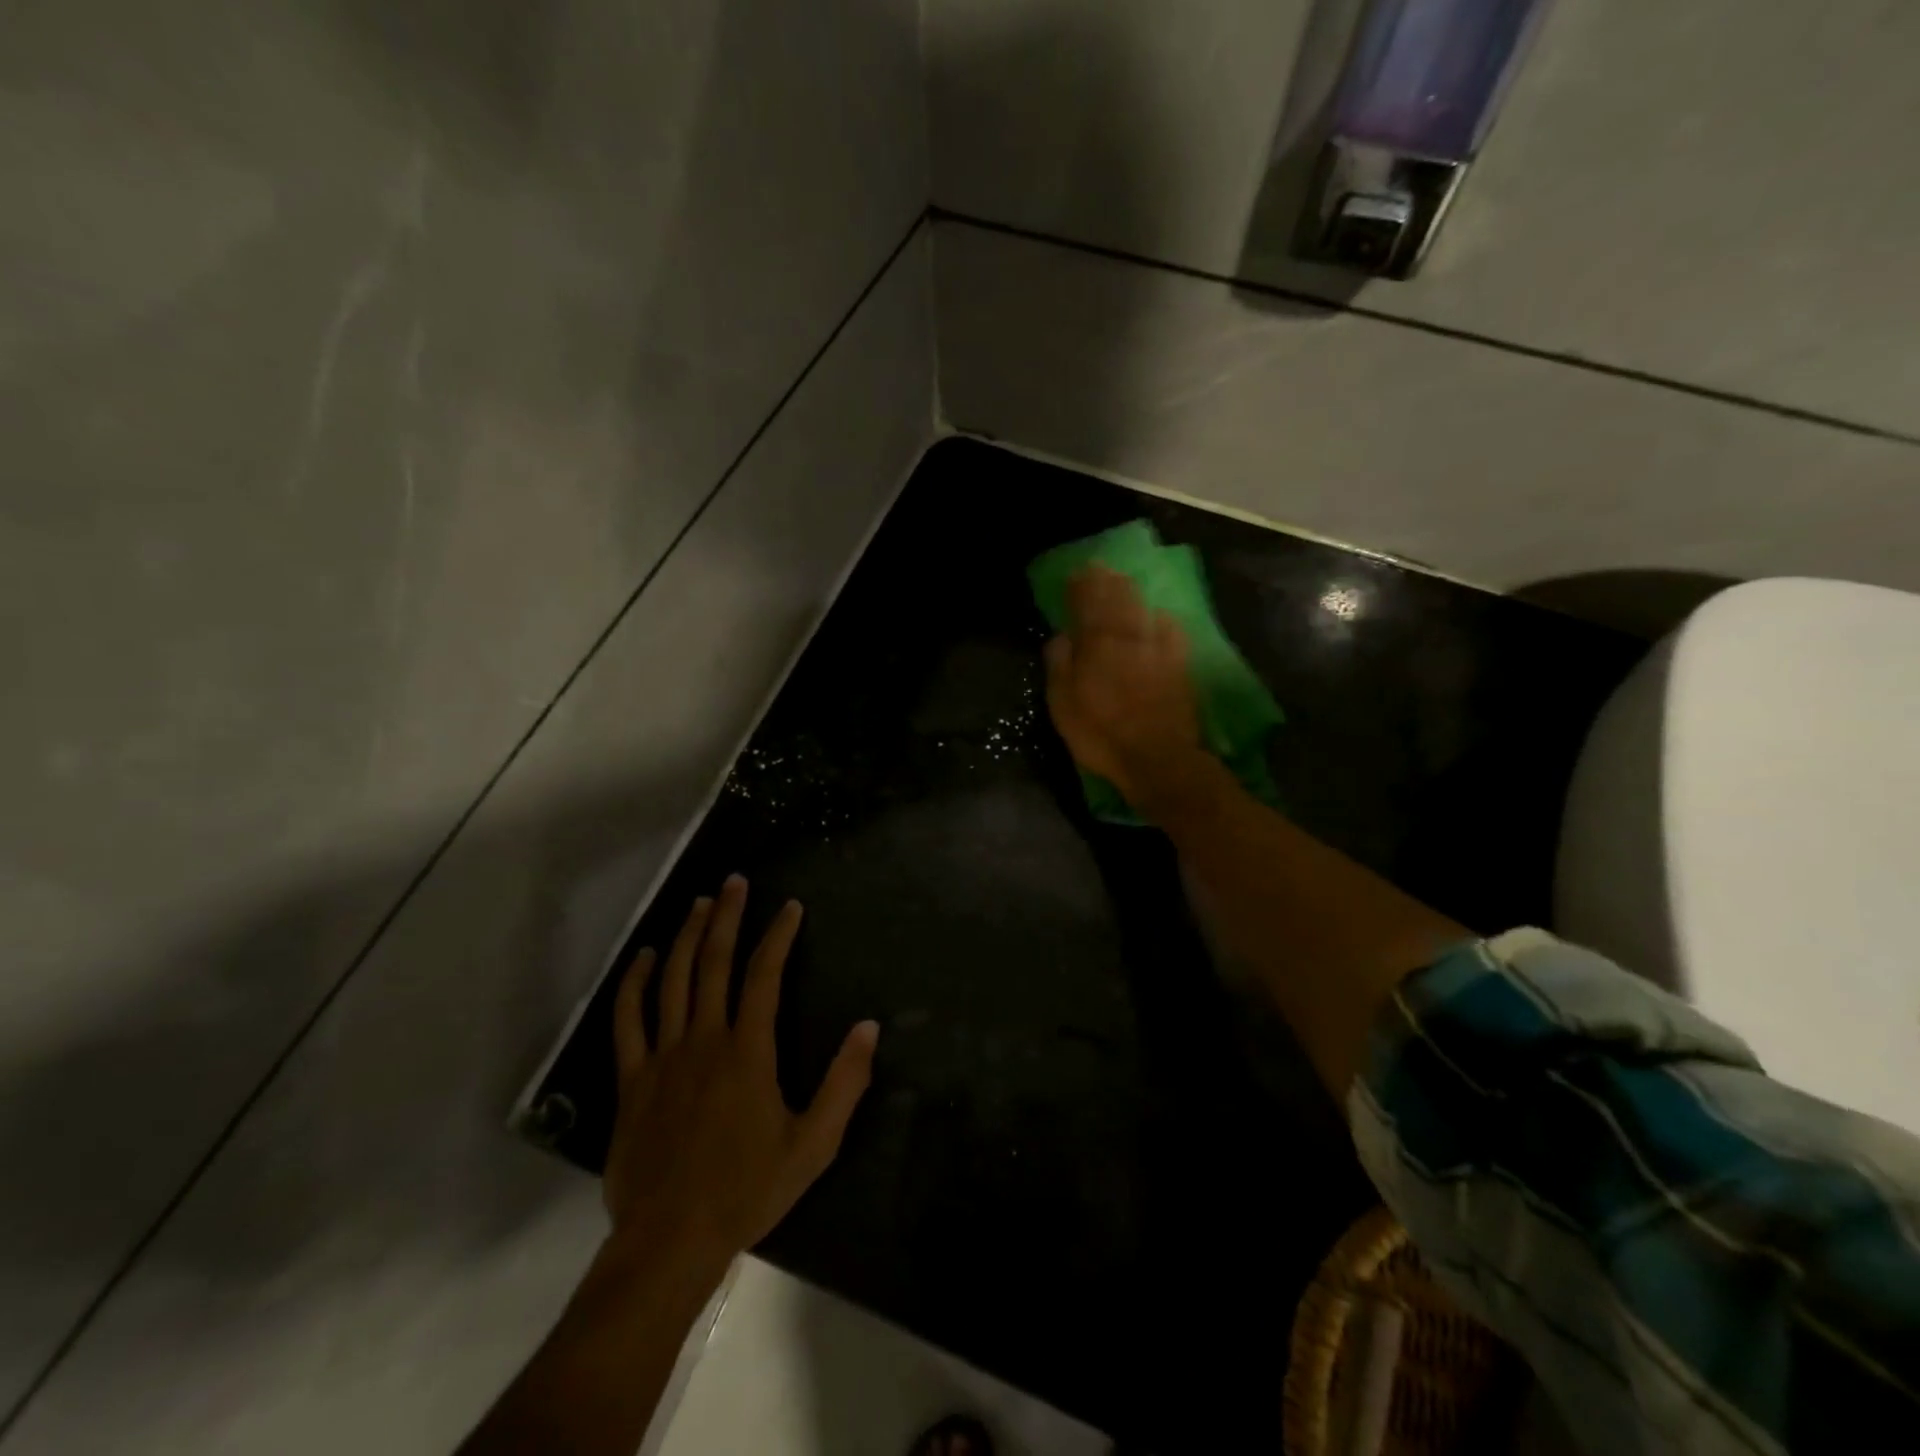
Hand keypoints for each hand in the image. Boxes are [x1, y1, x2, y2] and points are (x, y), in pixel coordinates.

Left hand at [602, 874, 878, 1267]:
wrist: (670, 1241)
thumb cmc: (747, 1190)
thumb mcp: (813, 1143)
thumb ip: (844, 1083)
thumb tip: (868, 1027)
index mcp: (747, 1051)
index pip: (764, 975)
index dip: (778, 935)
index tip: (789, 907)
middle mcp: (704, 1039)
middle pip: (713, 963)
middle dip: (727, 917)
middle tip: (735, 881)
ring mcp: (662, 1057)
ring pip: (671, 980)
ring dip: (685, 935)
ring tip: (699, 902)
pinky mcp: (631, 1080)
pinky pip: (627, 1020)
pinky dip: (633, 983)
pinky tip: (642, 957)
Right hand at [1044, 565, 1204, 810]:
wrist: (1157, 759)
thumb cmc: (1100, 734)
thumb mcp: (1063, 705)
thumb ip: (1060, 665)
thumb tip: (1061, 636)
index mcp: (1097, 645)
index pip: (1087, 604)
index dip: (1080, 587)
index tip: (1075, 573)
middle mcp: (1128, 638)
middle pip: (1117, 600)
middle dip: (1105, 582)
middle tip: (1099, 568)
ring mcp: (1158, 649)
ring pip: (1142, 610)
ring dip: (1130, 592)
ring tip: (1122, 580)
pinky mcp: (1179, 666)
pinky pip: (1171, 631)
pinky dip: (1161, 618)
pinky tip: (1159, 615)